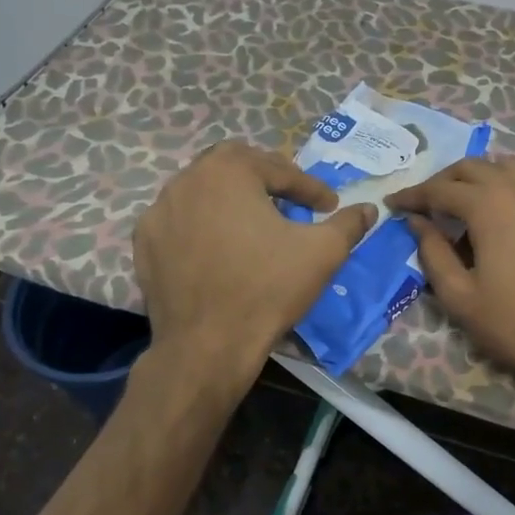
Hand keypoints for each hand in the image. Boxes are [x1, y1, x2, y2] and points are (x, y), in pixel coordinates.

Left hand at [134, 142, 376, 373]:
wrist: (207, 346)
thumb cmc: (268, 289)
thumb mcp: (322, 253)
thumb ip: (348, 224)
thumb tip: (369, 209)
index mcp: (227, 170)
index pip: (278, 169)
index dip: (309, 187)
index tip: (328, 205)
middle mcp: (187, 179)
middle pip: (234, 168)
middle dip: (266, 180)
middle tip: (291, 201)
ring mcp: (159, 211)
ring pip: (203, 192)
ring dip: (232, 200)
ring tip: (255, 223)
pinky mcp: (144, 243)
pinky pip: (180, 221)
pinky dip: (202, 225)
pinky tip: (219, 247)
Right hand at [387, 155, 514, 378]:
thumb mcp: (461, 296)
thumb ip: (433, 253)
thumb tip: (417, 223)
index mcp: (488, 205)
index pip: (440, 189)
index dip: (413, 195)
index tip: (392, 204)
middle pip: (473, 167)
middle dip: (443, 181)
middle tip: (425, 203)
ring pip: (507, 167)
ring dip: (479, 176)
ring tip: (464, 200)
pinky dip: (507, 186)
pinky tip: (502, 214)